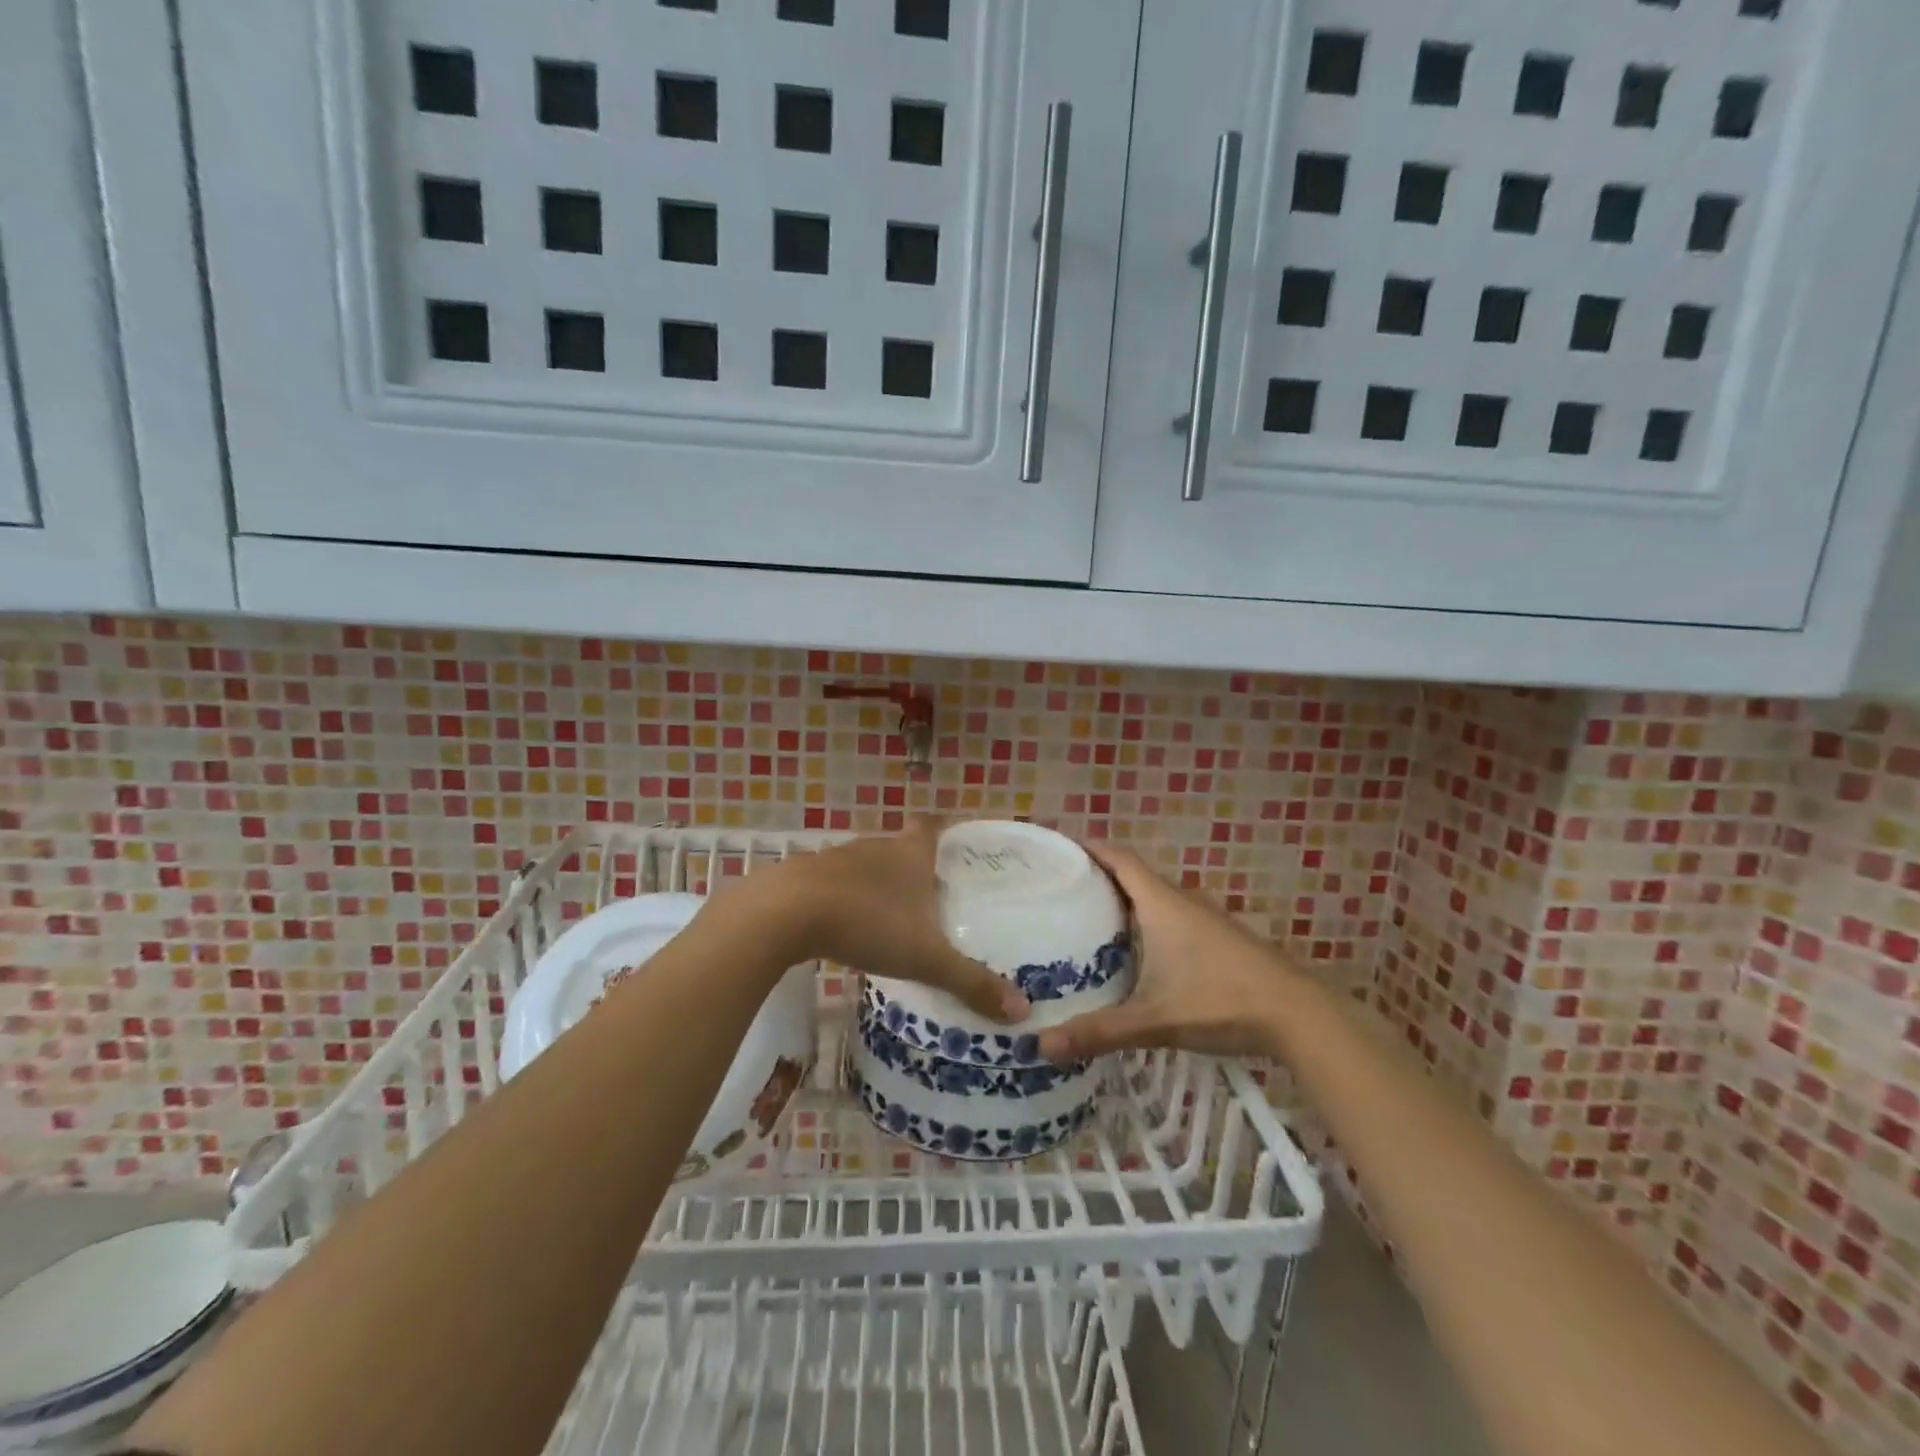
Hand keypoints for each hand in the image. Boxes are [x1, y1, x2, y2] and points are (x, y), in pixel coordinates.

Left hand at [742, 820, 1029, 1024]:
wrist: (785, 913)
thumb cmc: (867, 923)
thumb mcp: (925, 958)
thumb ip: (970, 982)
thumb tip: (1022, 1009)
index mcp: (910, 854)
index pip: (931, 825)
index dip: (944, 828)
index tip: (955, 840)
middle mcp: (876, 847)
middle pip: (900, 846)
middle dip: (914, 867)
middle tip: (931, 895)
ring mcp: (837, 858)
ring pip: (866, 866)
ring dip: (877, 885)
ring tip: (891, 917)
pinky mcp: (805, 876)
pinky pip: (834, 883)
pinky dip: (844, 899)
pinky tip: (845, 927)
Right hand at [1037, 843, 1300, 1062]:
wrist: (1299, 1015)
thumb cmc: (1221, 1001)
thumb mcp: (1155, 1019)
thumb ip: (1100, 1031)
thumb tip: (1041, 1046)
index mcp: (1161, 903)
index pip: (1118, 858)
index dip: (1088, 848)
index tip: (1057, 851)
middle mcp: (1181, 901)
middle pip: (1133, 876)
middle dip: (1097, 879)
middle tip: (1060, 895)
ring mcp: (1205, 919)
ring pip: (1154, 899)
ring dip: (1124, 903)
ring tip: (1088, 923)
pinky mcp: (1219, 940)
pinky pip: (1172, 918)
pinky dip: (1147, 923)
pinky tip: (1137, 955)